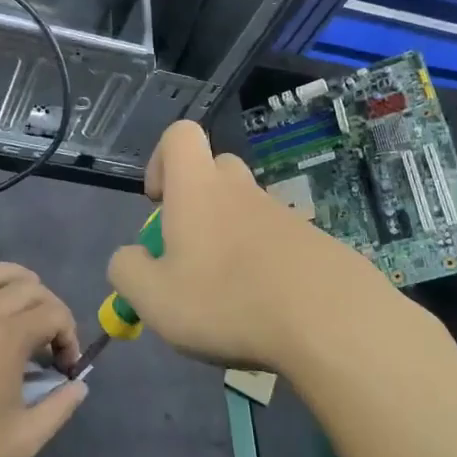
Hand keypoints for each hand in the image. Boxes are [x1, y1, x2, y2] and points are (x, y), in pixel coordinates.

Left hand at [0, 257, 86, 456]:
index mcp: (11, 338)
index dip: (69, 335)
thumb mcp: (23, 440)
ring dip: (10, 275)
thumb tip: (79, 386)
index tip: (64, 365)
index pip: (54, 315)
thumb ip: (58, 409)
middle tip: (47, 334)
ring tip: (21, 285)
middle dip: (47, 306)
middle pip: (25, 289)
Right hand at [106, 121, 383, 371]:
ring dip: (228, 240)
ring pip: (245, 211)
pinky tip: (264, 309)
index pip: (179, 135)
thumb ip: (127, 271)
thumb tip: (129, 257)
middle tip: (188, 253)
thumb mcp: (154, 298)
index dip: (160, 160)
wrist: (329, 321)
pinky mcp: (312, 242)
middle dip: (195, 203)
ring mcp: (282, 215)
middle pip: (214, 171)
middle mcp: (241, 190)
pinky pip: (275, 241)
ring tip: (226, 297)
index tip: (158, 203)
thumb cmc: (226, 301)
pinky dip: (262, 265)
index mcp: (198, 189)